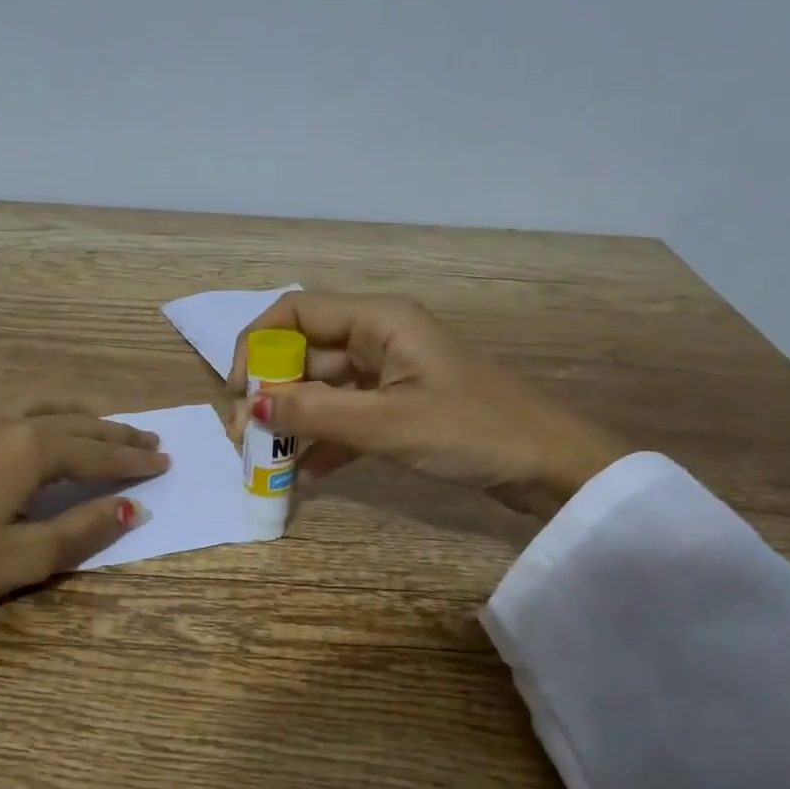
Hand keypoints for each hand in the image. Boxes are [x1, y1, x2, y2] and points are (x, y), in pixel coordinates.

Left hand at [0, 407, 167, 676]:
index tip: (166, 462)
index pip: (97, 454)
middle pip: (77, 425)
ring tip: (107, 426)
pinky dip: (50, 416)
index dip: (133, 462)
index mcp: (31, 451)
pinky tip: (44, 428)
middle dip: (116, 435)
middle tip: (152, 441)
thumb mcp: (25, 558)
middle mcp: (10, 427)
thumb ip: (82, 530)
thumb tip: (131, 508)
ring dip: (83, 419)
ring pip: (46, 411)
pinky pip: (20, 413)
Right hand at [227, 293, 626, 519]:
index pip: (295, 311)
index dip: (257, 345)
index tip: (237, 391)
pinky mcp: (399, 409)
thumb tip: (249, 404)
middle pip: (304, 353)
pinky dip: (322, 443)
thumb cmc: (473, 432)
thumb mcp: (387, 423)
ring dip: (291, 421)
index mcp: (379, 320)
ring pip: (321, 389)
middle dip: (269, 392)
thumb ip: (314, 412)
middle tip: (244, 437)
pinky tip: (301, 477)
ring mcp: (389, 376)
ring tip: (263, 461)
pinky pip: (346, 417)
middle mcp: (379, 338)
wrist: (552, 469)